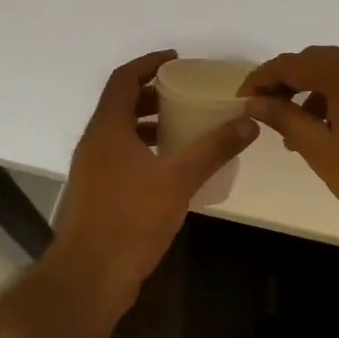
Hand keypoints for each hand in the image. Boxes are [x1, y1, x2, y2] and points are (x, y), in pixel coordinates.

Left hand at [48, 50, 257, 298]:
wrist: (89, 278)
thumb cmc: (131, 219)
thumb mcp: (179, 179)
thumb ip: (214, 148)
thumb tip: (249, 123)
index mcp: (108, 128)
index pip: (124, 79)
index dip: (148, 63)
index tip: (176, 60)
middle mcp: (94, 143)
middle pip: (121, 103)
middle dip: (153, 93)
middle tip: (186, 93)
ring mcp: (92, 170)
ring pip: (120, 132)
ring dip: (149, 123)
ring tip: (184, 127)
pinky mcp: (96, 194)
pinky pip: (120, 155)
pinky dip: (144, 149)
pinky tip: (171, 167)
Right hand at [240, 46, 338, 240]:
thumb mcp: (320, 149)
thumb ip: (285, 118)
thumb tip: (255, 102)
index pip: (290, 63)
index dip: (261, 79)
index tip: (241, 101)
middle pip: (314, 60)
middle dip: (285, 81)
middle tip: (263, 110)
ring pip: (336, 72)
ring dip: (309, 90)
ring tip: (292, 128)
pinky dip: (333, 97)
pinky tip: (325, 129)